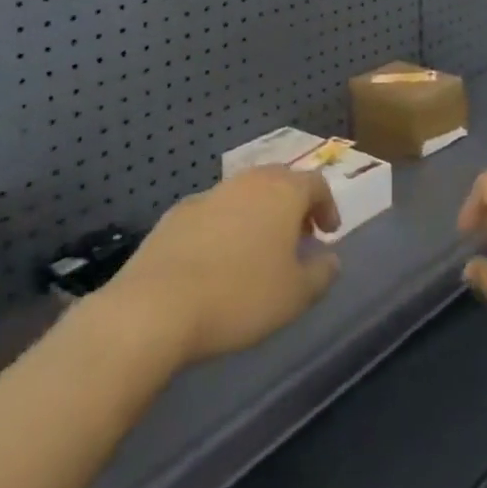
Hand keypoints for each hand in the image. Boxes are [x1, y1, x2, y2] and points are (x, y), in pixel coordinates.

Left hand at [96, 167, 341, 368]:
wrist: (155, 307)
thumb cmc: (239, 297)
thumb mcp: (295, 296)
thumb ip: (321, 274)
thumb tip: (331, 259)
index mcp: (283, 192)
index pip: (316, 183)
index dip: (327, 206)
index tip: (328, 233)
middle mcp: (248, 182)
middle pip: (279, 181)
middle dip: (292, 205)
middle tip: (296, 237)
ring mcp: (209, 195)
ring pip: (243, 194)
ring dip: (257, 215)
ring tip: (256, 251)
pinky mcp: (175, 215)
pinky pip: (211, 213)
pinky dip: (222, 228)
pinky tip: (215, 261)